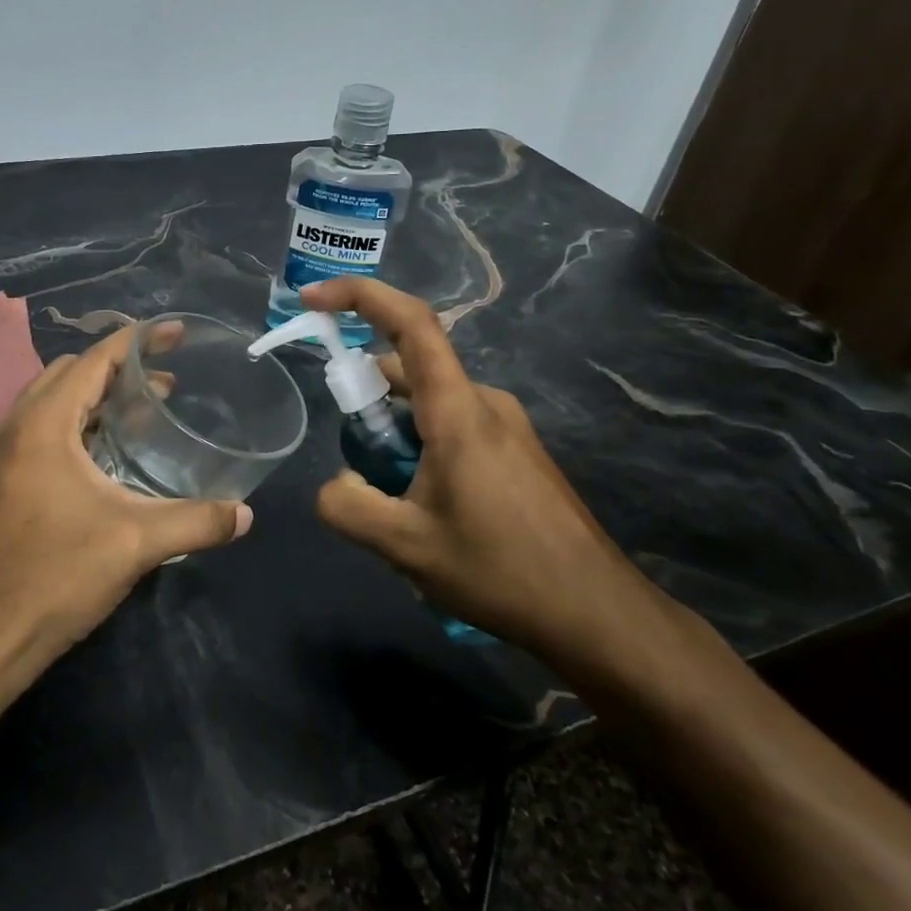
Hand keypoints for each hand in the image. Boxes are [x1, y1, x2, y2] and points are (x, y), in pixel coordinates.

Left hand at [0, 325, 252, 665]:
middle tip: (164, 383)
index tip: (176, 333)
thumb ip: (198, 521)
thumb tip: (246, 515)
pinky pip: (38, 428)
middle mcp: (14, 427)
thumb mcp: (137, 543)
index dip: (137, 340)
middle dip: (117, 368)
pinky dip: (74, 423)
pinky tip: (104, 455)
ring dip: (93, 396)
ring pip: (49, 401)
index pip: (93, 360)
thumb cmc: (57, 575)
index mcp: (42, 424)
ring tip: (140, 412)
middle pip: (68, 373)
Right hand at [301, 276, 647, 667]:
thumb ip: (348, 506)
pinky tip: (426, 510)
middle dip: (366, 400)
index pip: (410, 322)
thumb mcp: (405, 546)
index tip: (313, 299)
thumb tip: (338, 482)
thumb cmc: (501, 571)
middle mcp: (485, 402)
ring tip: (393, 504)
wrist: (597, 614)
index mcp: (458, 410)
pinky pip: (453, 427)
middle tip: (355, 463)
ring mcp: (506, 426)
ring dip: (395, 434)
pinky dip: (422, 448)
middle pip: (410, 370)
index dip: (358, 296)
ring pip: (429, 404)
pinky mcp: (517, 452)